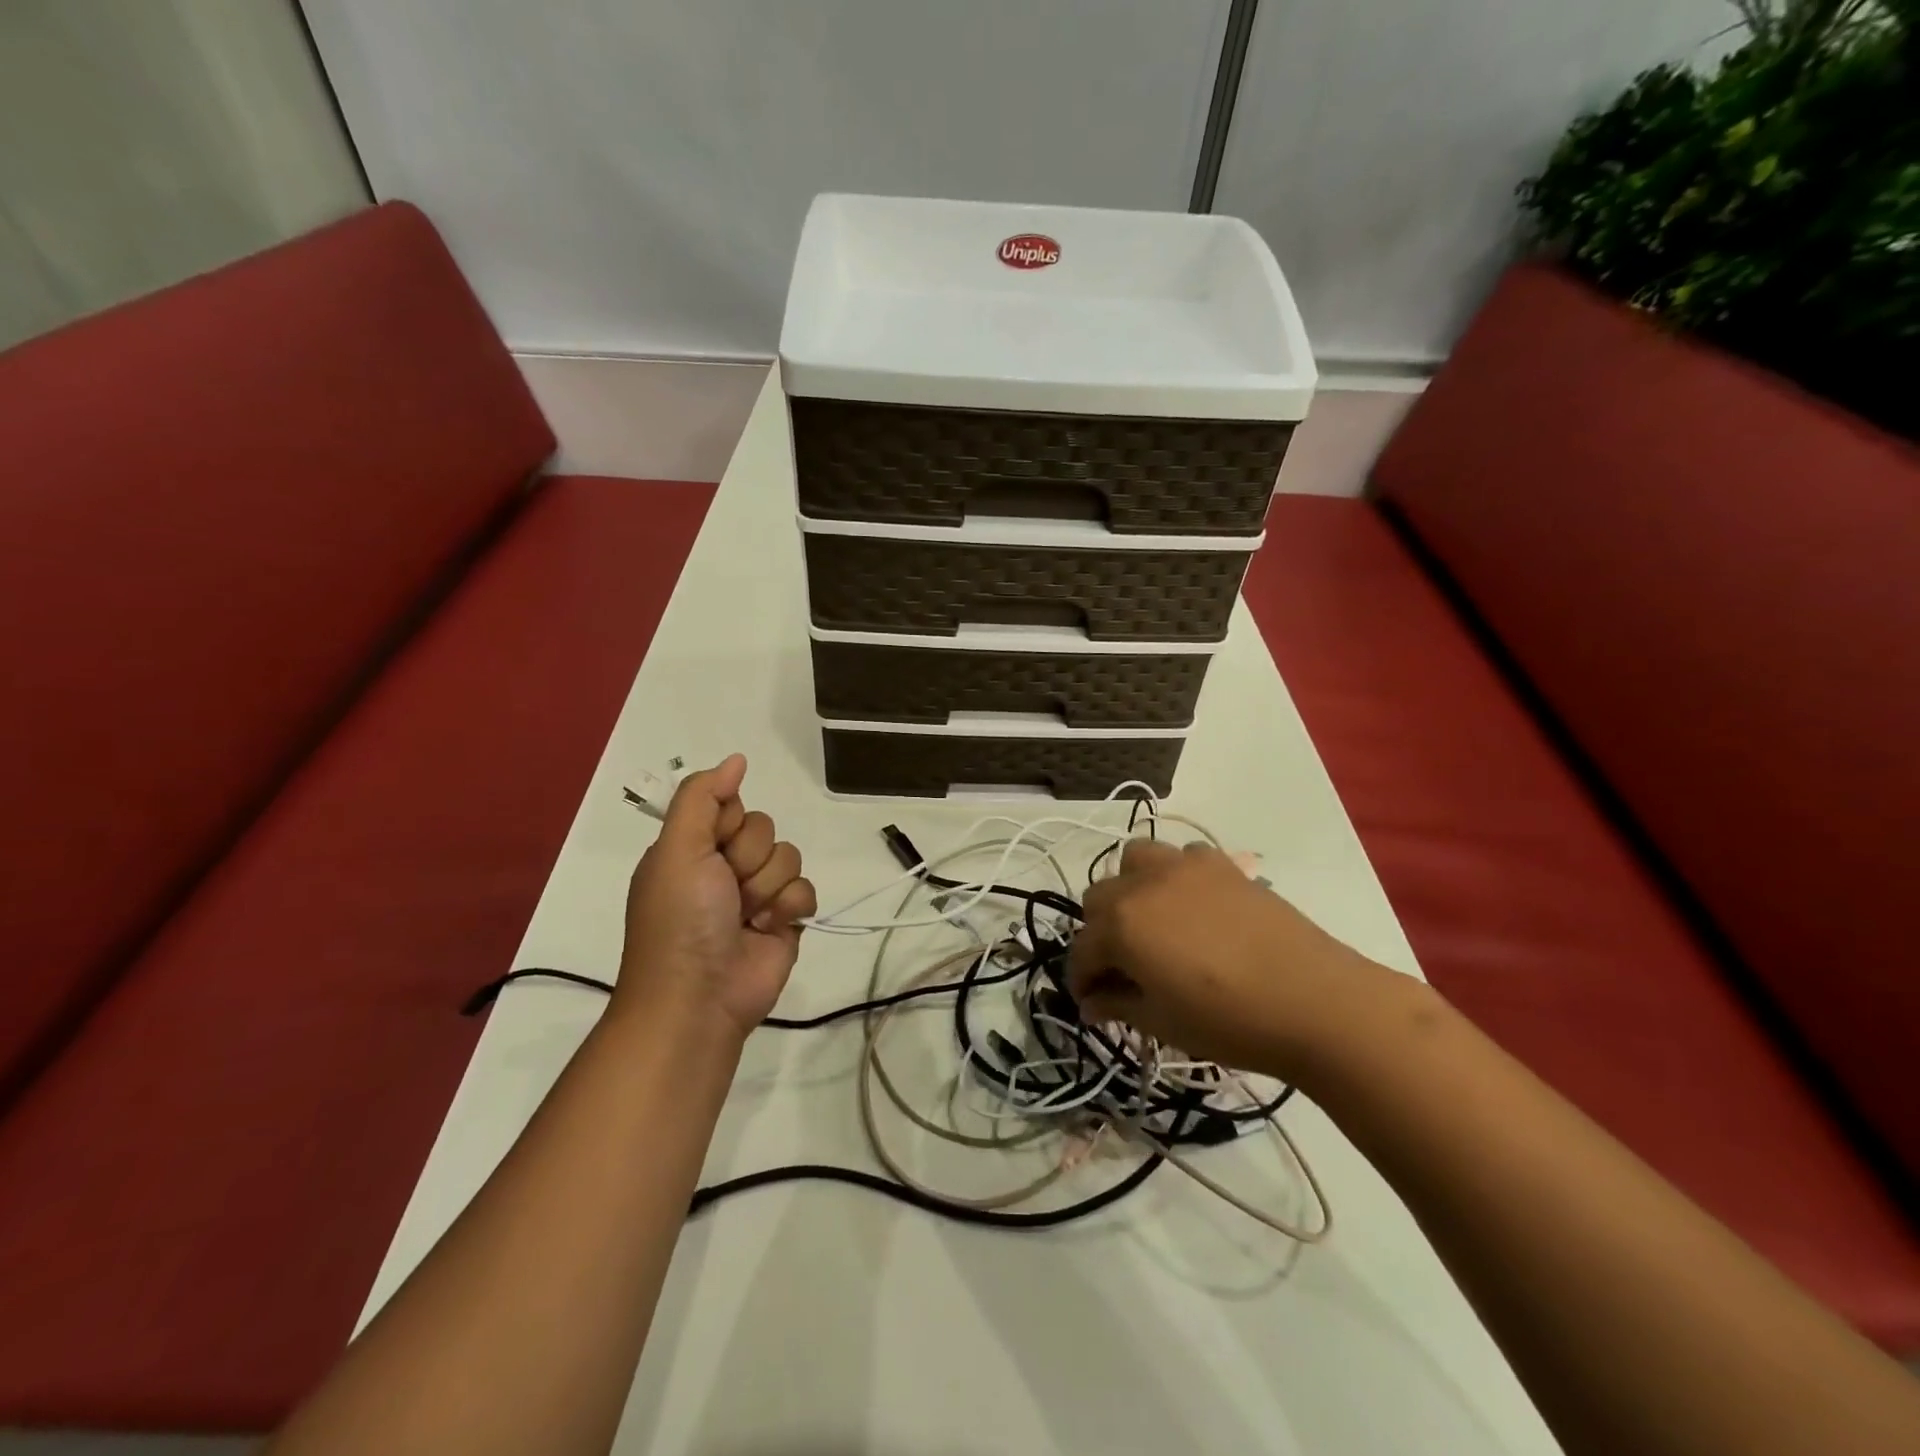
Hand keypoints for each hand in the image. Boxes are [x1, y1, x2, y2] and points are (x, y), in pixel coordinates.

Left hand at [615, 754, 816, 1041]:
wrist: (698, 999)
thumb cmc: (681, 920)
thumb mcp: (677, 850)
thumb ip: (702, 798)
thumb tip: (736, 759)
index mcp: (693, 847)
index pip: (731, 805)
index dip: (729, 823)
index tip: (714, 848)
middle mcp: (724, 866)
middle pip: (764, 829)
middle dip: (749, 860)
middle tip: (727, 891)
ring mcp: (757, 894)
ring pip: (789, 857)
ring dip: (769, 887)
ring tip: (746, 917)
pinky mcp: (785, 920)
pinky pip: (806, 889)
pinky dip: (790, 908)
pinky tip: (769, 928)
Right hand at [1067, 838, 1400, 1080]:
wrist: (1314, 1001)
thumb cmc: (1229, 1021)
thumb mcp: (1162, 1022)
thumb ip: (1118, 1005)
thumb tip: (1091, 1002)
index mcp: (1121, 924)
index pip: (1081, 949)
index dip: (1081, 978)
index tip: (1092, 1001)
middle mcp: (1142, 884)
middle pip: (1098, 899)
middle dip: (1101, 932)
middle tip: (1124, 966)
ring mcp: (1183, 867)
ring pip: (1134, 861)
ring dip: (1131, 889)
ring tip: (1152, 922)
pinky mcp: (1221, 863)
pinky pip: (1182, 855)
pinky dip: (1177, 875)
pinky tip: (1195, 906)